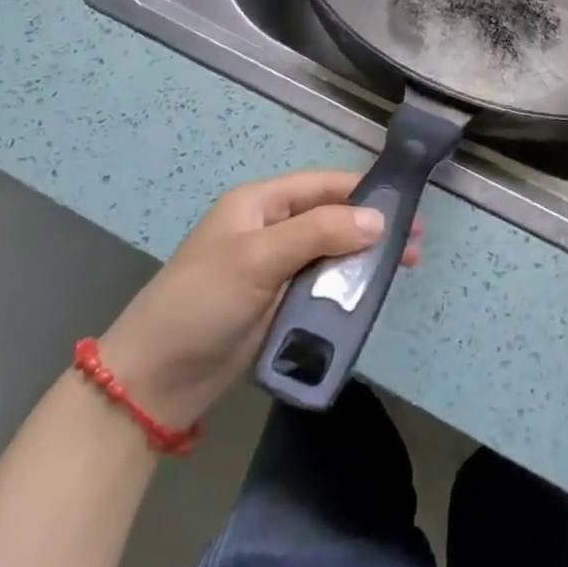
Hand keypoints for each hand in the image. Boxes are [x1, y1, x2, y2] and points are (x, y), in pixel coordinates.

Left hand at [97, 170, 420, 424]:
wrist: (153, 381)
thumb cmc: (202, 302)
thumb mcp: (259, 258)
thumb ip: (319, 232)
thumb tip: (378, 219)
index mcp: (260, 203)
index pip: (323, 185)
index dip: (364, 192)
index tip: (406, 206)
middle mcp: (271, 229)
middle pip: (332, 218)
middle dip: (372, 227)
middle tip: (414, 244)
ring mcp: (275, 268)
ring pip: (331, 253)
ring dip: (364, 259)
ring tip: (404, 269)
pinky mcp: (278, 303)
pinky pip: (322, 286)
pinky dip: (347, 288)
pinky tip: (371, 295)